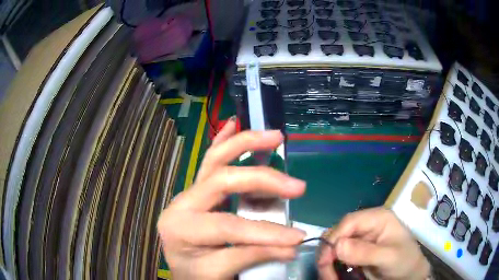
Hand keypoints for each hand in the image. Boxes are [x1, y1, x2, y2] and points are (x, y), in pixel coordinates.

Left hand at [157, 119, 305, 279]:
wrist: (183, 273)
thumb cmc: (196, 274)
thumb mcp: (220, 272)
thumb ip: (253, 256)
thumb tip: (293, 246)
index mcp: (181, 228)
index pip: (229, 225)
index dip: (266, 232)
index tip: (297, 237)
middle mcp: (181, 204)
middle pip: (221, 180)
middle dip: (262, 179)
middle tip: (296, 185)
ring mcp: (188, 194)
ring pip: (214, 160)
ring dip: (245, 144)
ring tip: (273, 136)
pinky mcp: (197, 191)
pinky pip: (209, 161)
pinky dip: (223, 141)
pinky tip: (232, 123)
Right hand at [317, 208, 429, 279]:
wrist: (409, 274)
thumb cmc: (404, 261)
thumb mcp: (389, 257)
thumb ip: (366, 252)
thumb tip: (338, 245)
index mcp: (378, 218)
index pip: (349, 222)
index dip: (334, 238)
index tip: (326, 260)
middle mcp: (366, 225)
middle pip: (338, 233)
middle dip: (328, 253)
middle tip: (326, 273)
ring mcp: (360, 239)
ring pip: (334, 246)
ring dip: (328, 262)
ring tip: (330, 278)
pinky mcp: (356, 251)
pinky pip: (337, 256)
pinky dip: (332, 267)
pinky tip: (333, 276)